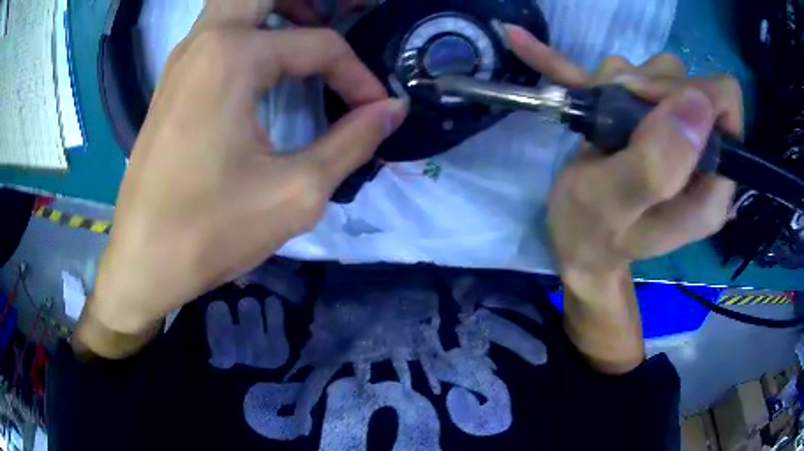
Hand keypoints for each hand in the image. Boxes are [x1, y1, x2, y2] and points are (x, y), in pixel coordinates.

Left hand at [78, 0, 407, 356]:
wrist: (143, 261)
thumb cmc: (211, 231)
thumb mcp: (297, 192)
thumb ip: (354, 141)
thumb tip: (392, 109)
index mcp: (234, 56)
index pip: (319, 45)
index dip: (358, 77)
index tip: (375, 111)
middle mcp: (204, 41)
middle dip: (308, 4)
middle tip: (339, 20)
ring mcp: (181, 59)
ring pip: (234, 5)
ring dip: (276, 10)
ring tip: (306, 40)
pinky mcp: (171, 82)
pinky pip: (215, 33)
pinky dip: (248, 31)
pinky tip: (265, 67)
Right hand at [505, 25, 740, 372]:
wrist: (579, 246)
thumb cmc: (591, 237)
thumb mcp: (618, 207)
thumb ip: (660, 164)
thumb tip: (698, 103)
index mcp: (712, 186)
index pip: (725, 107)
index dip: (687, 93)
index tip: (643, 103)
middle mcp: (704, 155)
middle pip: (689, 82)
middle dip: (647, 86)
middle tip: (614, 112)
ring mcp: (678, 134)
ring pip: (659, 72)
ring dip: (623, 80)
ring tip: (600, 113)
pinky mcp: (652, 119)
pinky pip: (627, 73)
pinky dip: (584, 57)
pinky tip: (528, 45)